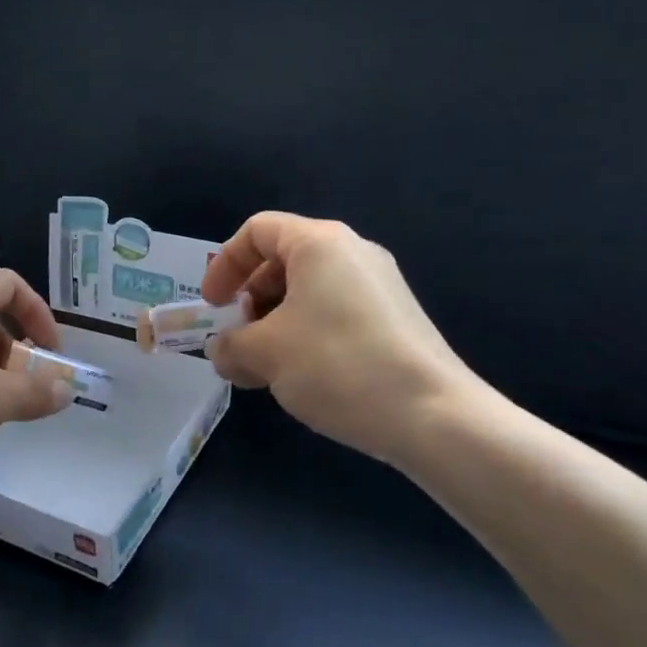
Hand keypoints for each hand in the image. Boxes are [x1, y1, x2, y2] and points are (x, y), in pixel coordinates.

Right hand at [200, 212, 483, 469]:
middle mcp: (353, 253)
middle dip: (250, 300)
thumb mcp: (265, 354)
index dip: (224, 264)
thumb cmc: (337, 365)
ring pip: (309, 292)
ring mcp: (379, 286)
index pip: (257, 231)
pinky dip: (306, 335)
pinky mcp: (395, 319)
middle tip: (239, 341)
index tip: (213, 307)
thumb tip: (222, 350)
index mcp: (320, 244)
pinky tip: (303, 378)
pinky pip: (335, 313)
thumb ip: (229, 346)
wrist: (433, 415)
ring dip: (274, 324)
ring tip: (265, 369)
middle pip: (283, 261)